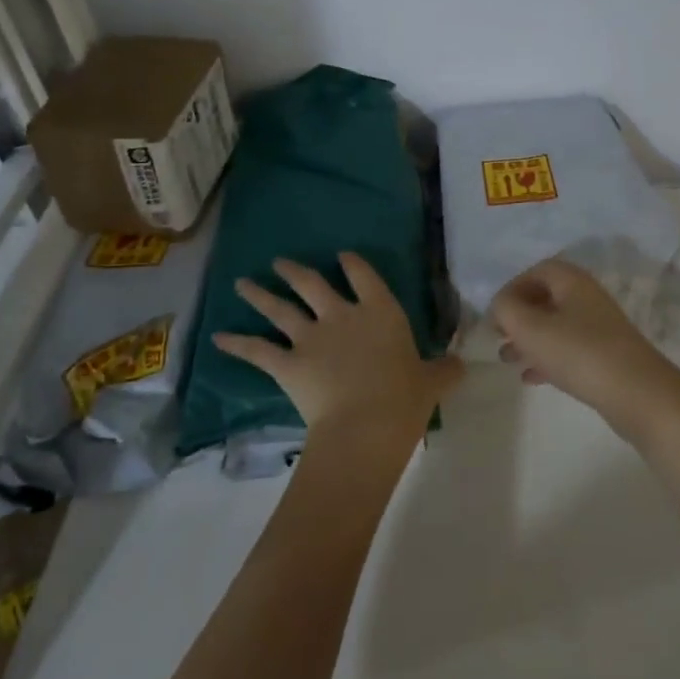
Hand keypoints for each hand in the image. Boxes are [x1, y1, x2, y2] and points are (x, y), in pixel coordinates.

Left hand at [215, 254, 460, 451]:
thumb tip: (462, 365)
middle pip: (312, 284)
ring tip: (242, 283)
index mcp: (380, 311)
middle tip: (280, 262)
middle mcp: (342, 315)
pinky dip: (236, 344)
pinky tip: (217, 338)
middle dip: (294, 271)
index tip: (343, 255)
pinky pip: (257, 350)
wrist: (366, 423)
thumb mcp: (433, 382)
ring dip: (260, 295)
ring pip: (280, 309)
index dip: (352, 263)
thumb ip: (445, 370)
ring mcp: (310, 337)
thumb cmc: (405, 398)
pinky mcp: (287, 363)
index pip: (364, 276)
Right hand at [490, 258, 679, 439]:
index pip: (537, 271)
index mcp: (573, 282)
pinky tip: (531, 378)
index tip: (496, 312)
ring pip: (556, 326)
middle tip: (498, 336)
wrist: (637, 394)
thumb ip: (506, 309)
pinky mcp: (606, 357)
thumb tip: (501, 304)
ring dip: (529, 340)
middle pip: (546, 298)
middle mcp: (588, 298)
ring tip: (507, 359)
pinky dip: (547, 359)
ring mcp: (600, 328)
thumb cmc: (579, 352)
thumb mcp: (531, 328)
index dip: (512, 287)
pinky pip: (569, 350)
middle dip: (519, 316)